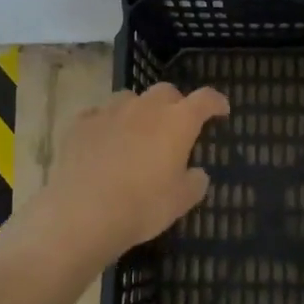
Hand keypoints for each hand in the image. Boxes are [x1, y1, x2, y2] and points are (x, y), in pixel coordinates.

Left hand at [39, 82, 229, 260]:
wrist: (83, 212)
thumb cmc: (143, 206)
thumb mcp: (180, 202)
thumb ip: (194, 182)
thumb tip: (197, 173)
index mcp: (177, 122)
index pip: (205, 99)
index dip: (215, 102)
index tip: (221, 109)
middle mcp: (146, 107)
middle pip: (166, 92)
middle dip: (175, 104)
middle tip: (176, 125)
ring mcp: (110, 111)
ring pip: (130, 98)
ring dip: (139, 110)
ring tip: (136, 132)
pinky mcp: (81, 123)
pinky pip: (99, 115)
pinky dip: (106, 124)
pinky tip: (103, 142)